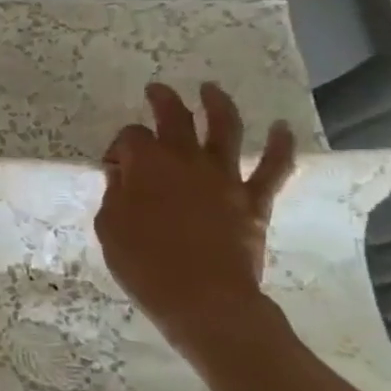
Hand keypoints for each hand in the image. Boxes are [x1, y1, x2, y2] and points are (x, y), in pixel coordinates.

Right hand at [94, 82, 295, 353]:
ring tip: (211, 90)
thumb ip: (115, 194)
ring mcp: (224, 177)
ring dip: (217, 104)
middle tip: (157, 91)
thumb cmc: (144, 265)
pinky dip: (280, 145)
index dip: (119, 147)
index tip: (114, 168)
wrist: (204, 300)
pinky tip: (281, 128)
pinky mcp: (253, 200)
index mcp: (146, 164)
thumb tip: (124, 176)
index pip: (130, 138)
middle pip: (175, 117)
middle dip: (164, 100)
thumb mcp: (109, 228)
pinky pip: (273, 168)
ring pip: (225, 128)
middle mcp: (186, 160)